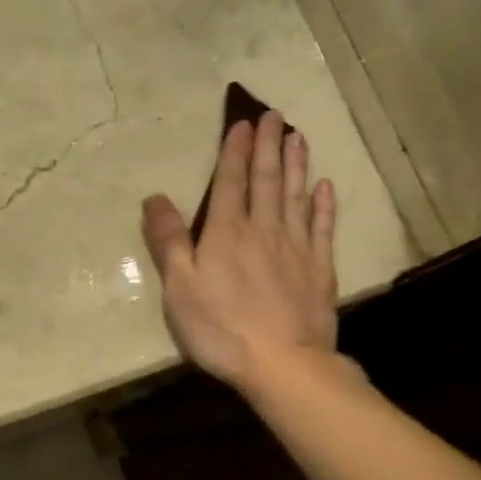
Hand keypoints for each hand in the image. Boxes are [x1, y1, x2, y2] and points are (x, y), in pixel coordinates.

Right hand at [141, 112, 343, 395]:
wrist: (283, 364)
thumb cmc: (221, 328)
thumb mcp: (179, 287)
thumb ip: (168, 241)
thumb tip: (155, 198)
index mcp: (227, 233)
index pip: (230, 182)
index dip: (234, 151)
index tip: (242, 123)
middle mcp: (264, 230)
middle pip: (267, 180)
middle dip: (269, 146)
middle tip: (275, 115)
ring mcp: (296, 249)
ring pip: (297, 197)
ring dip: (297, 165)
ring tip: (298, 137)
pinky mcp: (319, 270)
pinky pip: (323, 228)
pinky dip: (324, 205)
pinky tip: (325, 188)